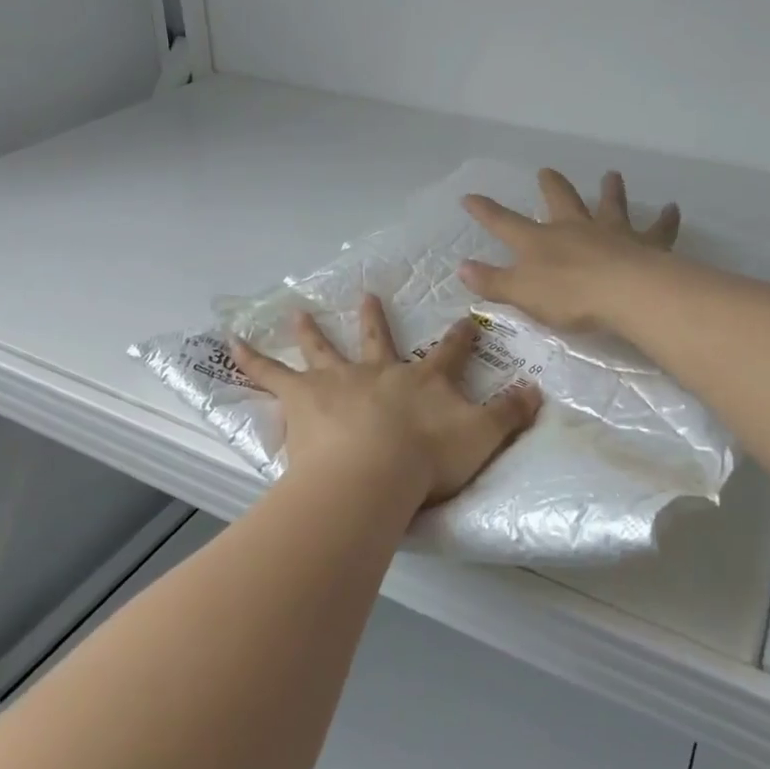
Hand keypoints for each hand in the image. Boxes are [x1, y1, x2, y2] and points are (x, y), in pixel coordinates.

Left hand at [232, 298, 541, 511]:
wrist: (374, 472)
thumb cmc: (428, 459)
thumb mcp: (482, 437)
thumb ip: (511, 414)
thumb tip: (540, 390)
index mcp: (422, 380)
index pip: (449, 352)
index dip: (461, 336)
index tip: (468, 318)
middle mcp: (379, 372)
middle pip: (377, 339)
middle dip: (376, 319)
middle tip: (368, 295)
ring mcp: (338, 381)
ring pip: (323, 349)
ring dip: (311, 331)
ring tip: (297, 311)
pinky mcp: (303, 398)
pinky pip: (270, 374)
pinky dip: (250, 357)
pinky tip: (230, 341)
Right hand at [459, 168, 680, 331]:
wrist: (625, 293)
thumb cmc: (568, 296)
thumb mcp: (521, 293)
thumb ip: (492, 282)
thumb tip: (462, 268)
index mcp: (541, 241)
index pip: (504, 223)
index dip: (485, 211)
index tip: (469, 197)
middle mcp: (574, 228)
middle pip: (560, 201)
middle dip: (551, 186)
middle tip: (547, 171)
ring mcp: (612, 232)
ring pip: (610, 205)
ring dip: (610, 190)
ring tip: (612, 175)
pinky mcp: (646, 244)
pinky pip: (658, 229)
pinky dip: (666, 219)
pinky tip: (674, 208)